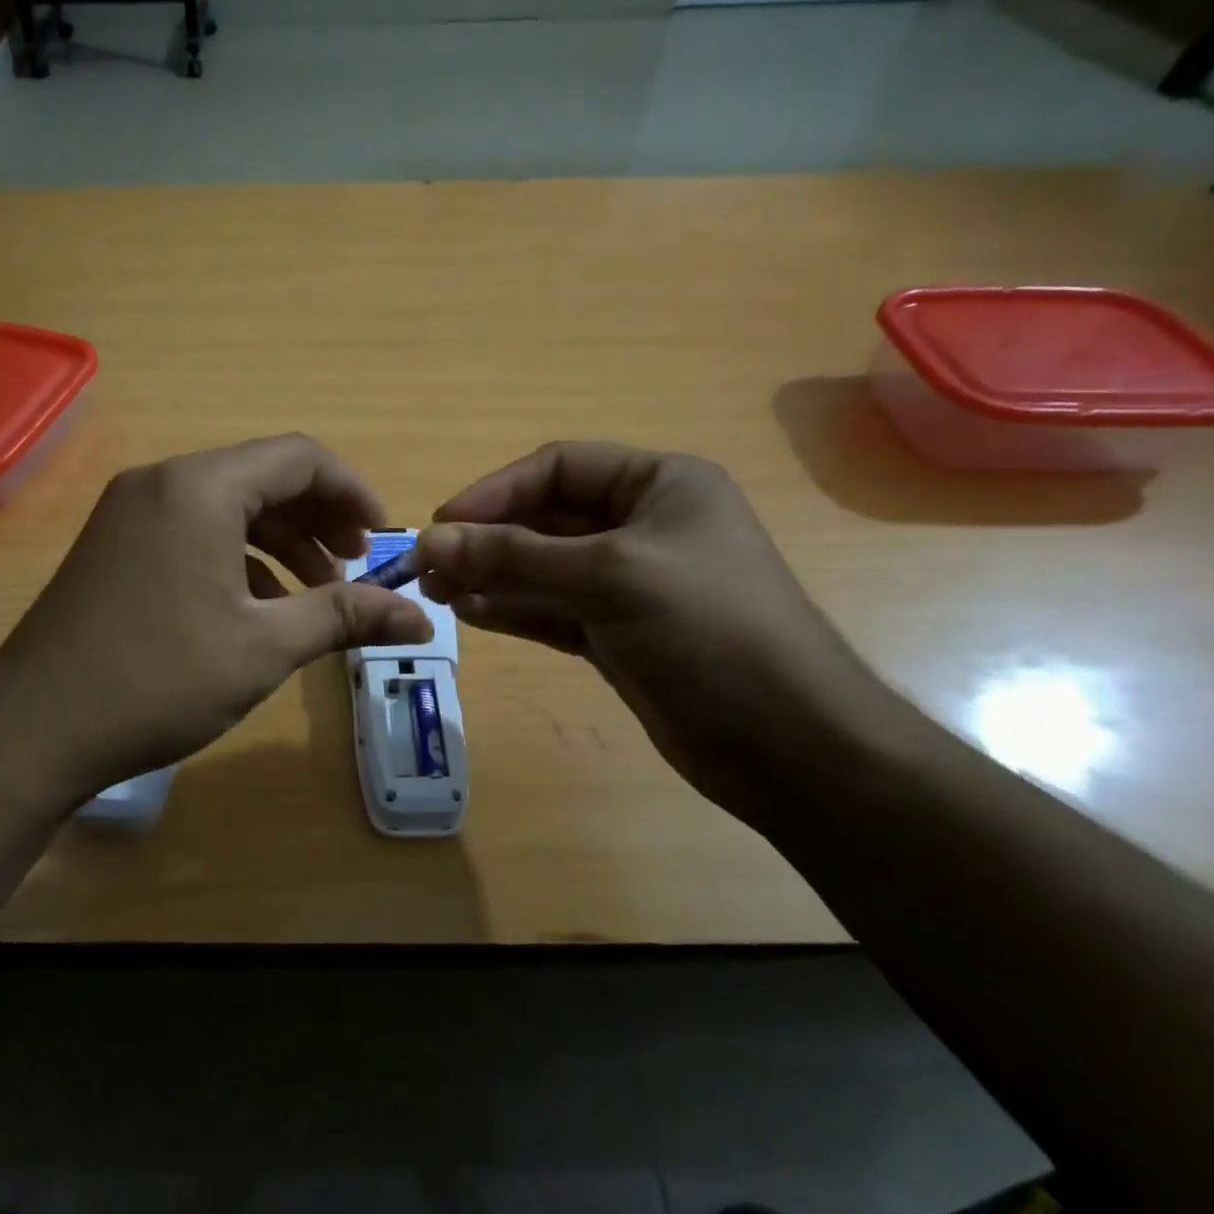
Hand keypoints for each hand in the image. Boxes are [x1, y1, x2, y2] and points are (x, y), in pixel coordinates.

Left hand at [0, 435, 432, 798]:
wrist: (33, 730)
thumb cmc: (158, 680)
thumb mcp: (264, 647)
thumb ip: (345, 617)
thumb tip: (422, 619)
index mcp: (200, 487)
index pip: (299, 457)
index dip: (352, 492)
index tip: (382, 538)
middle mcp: (161, 483)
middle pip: (262, 478)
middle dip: (317, 520)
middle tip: (353, 570)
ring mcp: (129, 513)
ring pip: (225, 507)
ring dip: (278, 543)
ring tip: (314, 596)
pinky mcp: (112, 546)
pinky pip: (191, 532)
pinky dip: (235, 557)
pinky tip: (255, 606)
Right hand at [413, 442, 890, 823]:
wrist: (787, 744)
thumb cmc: (709, 631)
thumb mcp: (609, 577)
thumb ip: (515, 556)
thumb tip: (430, 541)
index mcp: (659, 486)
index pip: (558, 469)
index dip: (495, 492)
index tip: (441, 524)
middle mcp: (642, 527)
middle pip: (544, 520)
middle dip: (486, 540)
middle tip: (426, 567)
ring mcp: (628, 585)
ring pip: (541, 568)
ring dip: (489, 576)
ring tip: (437, 592)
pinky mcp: (616, 634)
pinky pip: (550, 609)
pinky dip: (511, 609)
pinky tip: (469, 614)